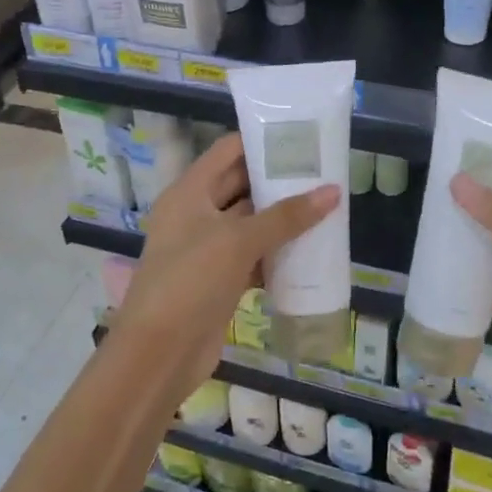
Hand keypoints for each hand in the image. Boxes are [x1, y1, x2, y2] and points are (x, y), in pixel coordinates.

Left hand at [117, 133, 339, 396]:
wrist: (158, 354)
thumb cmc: (190, 281)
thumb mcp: (238, 241)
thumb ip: (286, 216)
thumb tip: (333, 191)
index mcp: (189, 192)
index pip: (227, 151)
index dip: (261, 141)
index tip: (301, 138)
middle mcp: (196, 214)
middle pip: (240, 185)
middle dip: (278, 180)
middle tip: (323, 172)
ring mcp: (206, 248)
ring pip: (249, 223)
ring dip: (281, 218)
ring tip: (325, 205)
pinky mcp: (218, 279)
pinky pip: (252, 256)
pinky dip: (276, 253)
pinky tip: (309, 250)